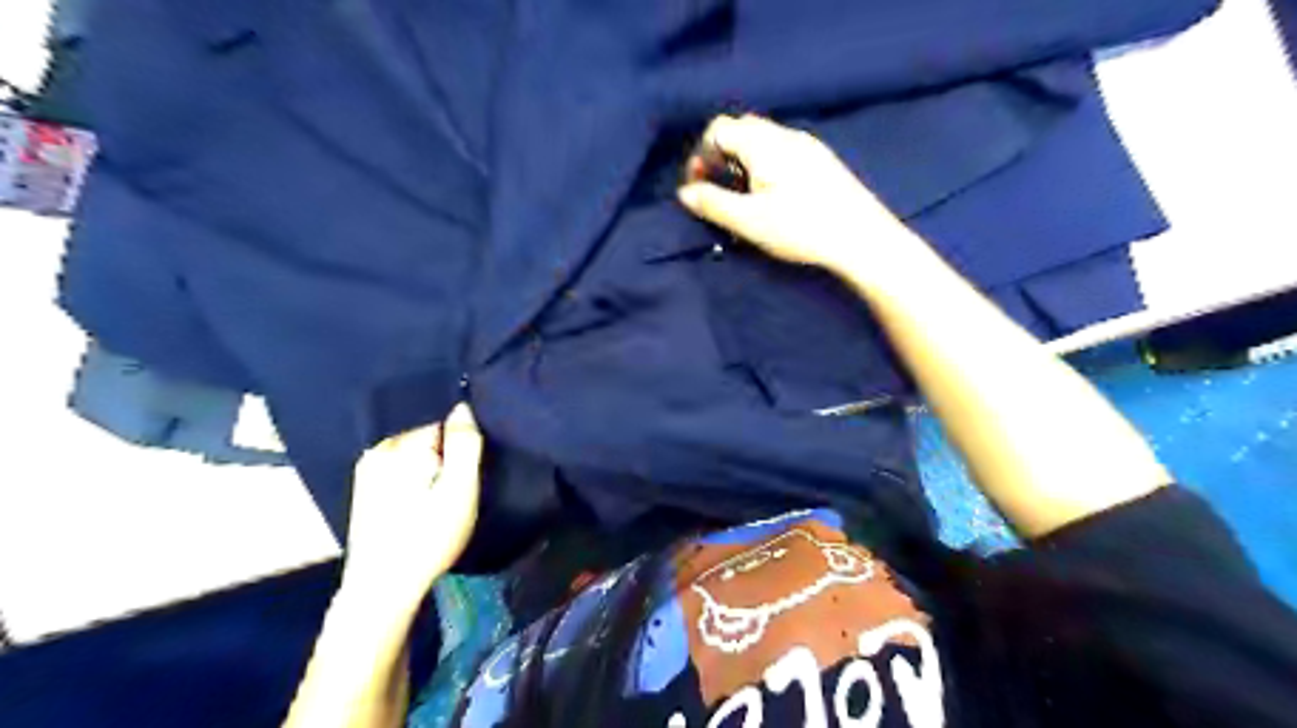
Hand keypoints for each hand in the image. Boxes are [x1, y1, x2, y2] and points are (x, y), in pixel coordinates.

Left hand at [342, 404, 481, 607]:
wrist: (382, 588)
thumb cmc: (427, 538)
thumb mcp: (459, 490)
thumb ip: (464, 444)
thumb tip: (462, 406)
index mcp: (400, 446)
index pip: (442, 423)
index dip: (461, 445)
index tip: (467, 473)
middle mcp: (378, 449)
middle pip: (426, 436)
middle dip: (444, 454)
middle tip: (455, 489)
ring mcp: (366, 469)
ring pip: (412, 452)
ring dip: (429, 466)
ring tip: (438, 497)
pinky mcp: (364, 489)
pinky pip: (398, 467)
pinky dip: (413, 477)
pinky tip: (419, 503)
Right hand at [681, 114, 910, 276]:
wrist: (862, 238)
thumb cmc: (801, 229)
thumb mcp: (749, 221)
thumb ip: (712, 204)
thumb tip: (684, 192)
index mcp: (764, 143)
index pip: (718, 129)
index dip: (699, 155)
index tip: (698, 187)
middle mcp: (785, 134)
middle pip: (741, 129)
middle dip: (720, 156)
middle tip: (718, 190)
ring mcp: (808, 145)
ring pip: (763, 140)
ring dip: (743, 162)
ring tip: (743, 198)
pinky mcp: (823, 161)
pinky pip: (782, 151)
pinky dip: (765, 166)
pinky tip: (772, 197)